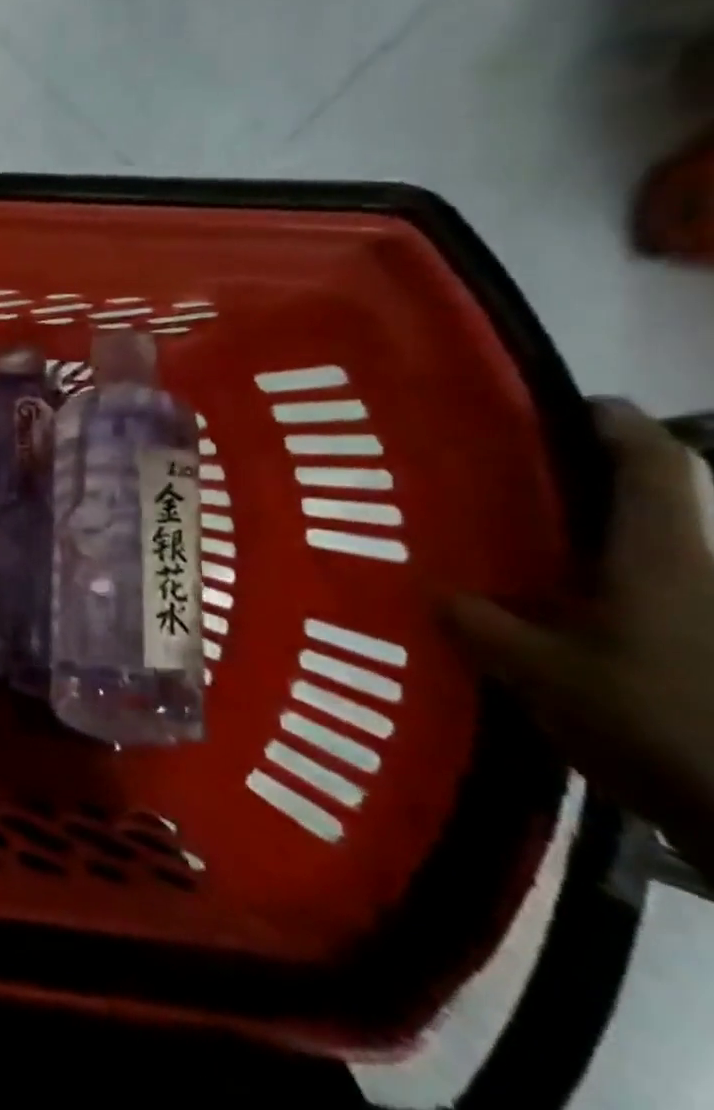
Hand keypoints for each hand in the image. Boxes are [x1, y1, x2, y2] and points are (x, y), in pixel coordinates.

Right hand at [447, 400, 713, 875]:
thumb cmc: (654, 718)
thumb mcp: (540, 673)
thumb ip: (480, 625)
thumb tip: (434, 594)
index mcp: (661, 555)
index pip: (651, 461)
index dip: (611, 421)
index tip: (557, 402)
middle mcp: (691, 568)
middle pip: (650, 500)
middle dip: (585, 478)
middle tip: (507, 474)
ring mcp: (698, 609)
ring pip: (642, 548)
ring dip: (586, 535)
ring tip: (512, 539)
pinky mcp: (695, 646)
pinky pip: (640, 592)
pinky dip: (594, 585)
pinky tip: (542, 606)